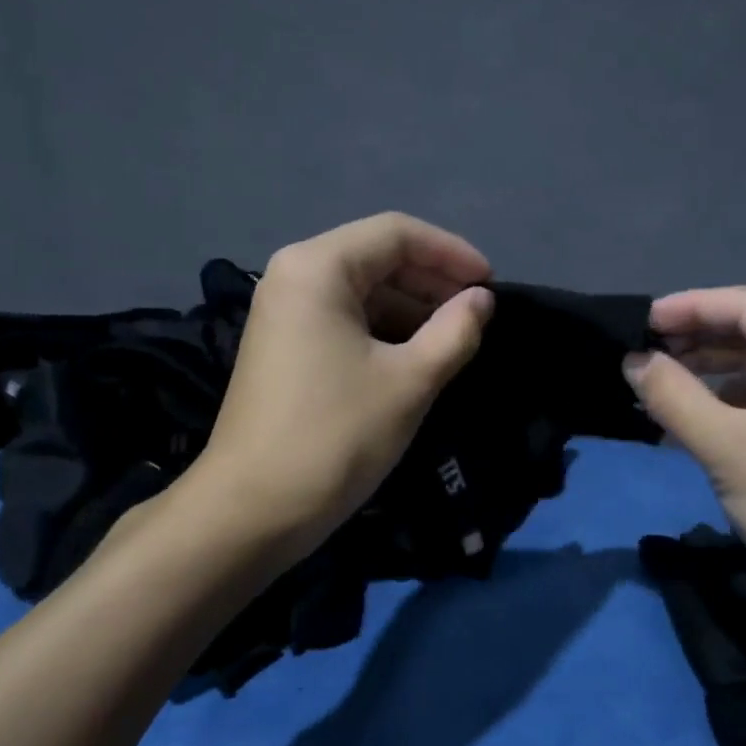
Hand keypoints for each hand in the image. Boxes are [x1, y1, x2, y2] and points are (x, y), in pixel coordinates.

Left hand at [194, 212, 494, 563]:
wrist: (253, 511)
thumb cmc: (336, 436)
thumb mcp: (410, 381)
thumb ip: (455, 331)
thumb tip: (481, 301)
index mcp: (318, 268)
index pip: (397, 233)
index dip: (452, 254)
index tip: (492, 286)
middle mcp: (294, 277)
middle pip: (377, 258)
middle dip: (433, 282)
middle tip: (479, 315)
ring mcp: (284, 313)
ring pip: (362, 292)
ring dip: (412, 309)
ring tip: (457, 339)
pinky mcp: (284, 348)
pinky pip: (345, 321)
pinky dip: (385, 332)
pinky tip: (418, 357)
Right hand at [624, 287, 745, 632]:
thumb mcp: (727, 447)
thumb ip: (673, 395)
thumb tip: (633, 359)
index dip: (689, 307)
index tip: (639, 322)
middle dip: (696, 335)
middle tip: (641, 350)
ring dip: (707, 368)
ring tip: (655, 380)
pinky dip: (724, 398)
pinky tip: (686, 414)